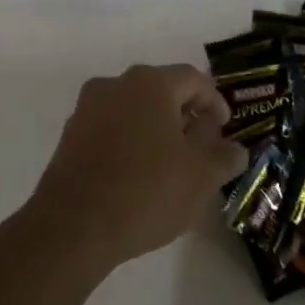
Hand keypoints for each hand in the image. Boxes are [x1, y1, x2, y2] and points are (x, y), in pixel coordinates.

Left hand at [28, 64, 244, 271]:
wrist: (73, 225)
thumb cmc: (147, 190)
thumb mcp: (201, 176)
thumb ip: (223, 156)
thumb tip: (234, 148)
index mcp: (150, 83)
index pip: (193, 79)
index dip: (214, 101)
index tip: (225, 128)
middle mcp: (115, 84)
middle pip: (160, 90)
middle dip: (184, 115)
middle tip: (201, 146)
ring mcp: (87, 109)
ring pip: (133, 110)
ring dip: (155, 129)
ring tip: (170, 164)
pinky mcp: (69, 136)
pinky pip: (110, 129)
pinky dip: (129, 142)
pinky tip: (137, 174)